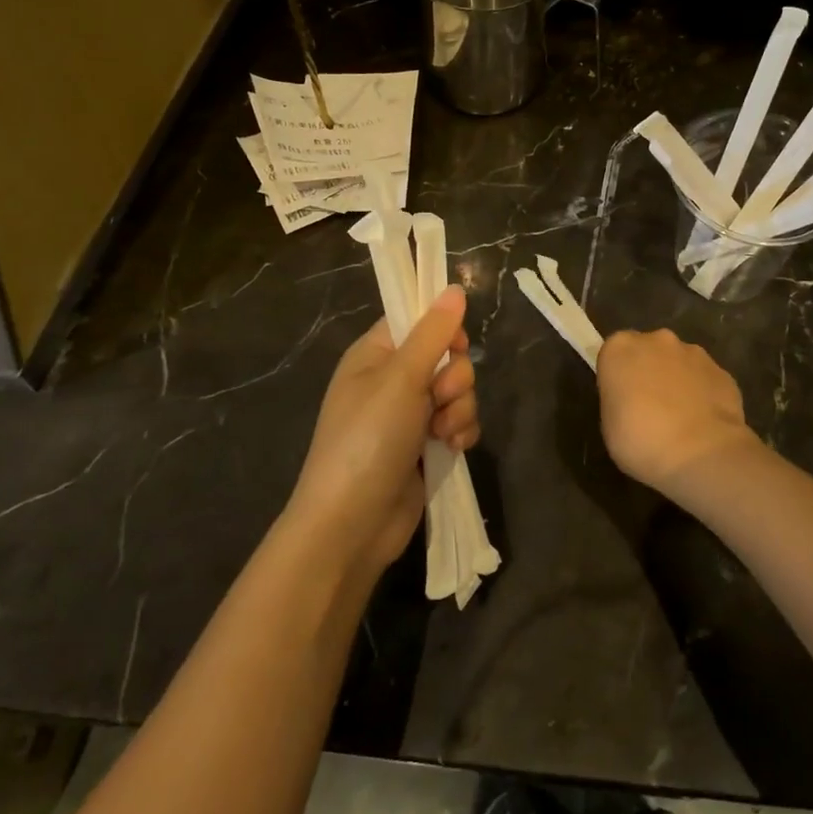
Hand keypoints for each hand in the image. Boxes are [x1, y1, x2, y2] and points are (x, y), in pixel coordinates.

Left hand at [288, 286, 479, 571]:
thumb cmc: (368, 440)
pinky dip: (460, 433)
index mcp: (374, 355)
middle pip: (446, 355)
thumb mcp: (400, 379)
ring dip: (459, 409)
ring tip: (441, 433)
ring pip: (458, 391)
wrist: (352, 524)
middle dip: (454, 378)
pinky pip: (459, 422)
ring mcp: (410, 415)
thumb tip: (454, 288)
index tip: (455, 344)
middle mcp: (392, 380)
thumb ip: (432, 333)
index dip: (441, 327)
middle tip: (439, 398)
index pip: (416, 320)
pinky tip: (450, 449)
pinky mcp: (426, 445)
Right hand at [597, 329, 759, 499]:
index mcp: (621, 348)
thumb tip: (631, 400)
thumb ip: (618, 400)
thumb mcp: (609, 425)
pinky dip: (703, 395)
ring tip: (680, 420)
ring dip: (677, 381)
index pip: (613, 353)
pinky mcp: (723, 372)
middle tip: (649, 408)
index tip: (621, 401)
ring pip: (680, 363)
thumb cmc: (640, 441)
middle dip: (649, 372)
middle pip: (648, 351)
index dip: (617, 377)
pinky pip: (705, 380)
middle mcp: (658, 340)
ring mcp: (694, 353)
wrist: (700, 454)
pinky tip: (703, 424)